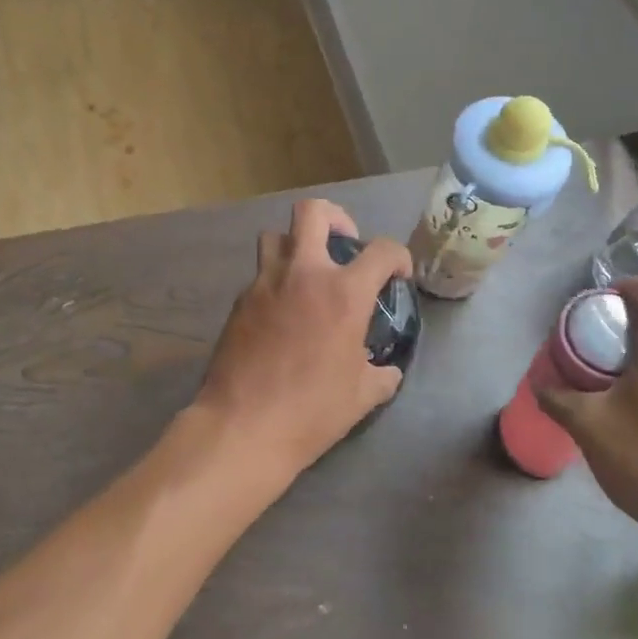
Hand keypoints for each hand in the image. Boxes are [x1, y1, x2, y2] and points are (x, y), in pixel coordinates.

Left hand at [195, 199, 412, 486]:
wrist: (244, 426)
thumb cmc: (312, 411)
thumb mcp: (362, 396)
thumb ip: (381, 374)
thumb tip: (387, 370)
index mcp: (344, 293)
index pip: (382, 250)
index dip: (398, 257)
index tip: (397, 274)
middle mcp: (304, 274)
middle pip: (314, 212)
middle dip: (336, 218)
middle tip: (345, 243)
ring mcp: (265, 283)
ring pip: (276, 236)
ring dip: (295, 244)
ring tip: (307, 272)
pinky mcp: (239, 301)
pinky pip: (260, 275)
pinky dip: (275, 282)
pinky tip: (281, 312)